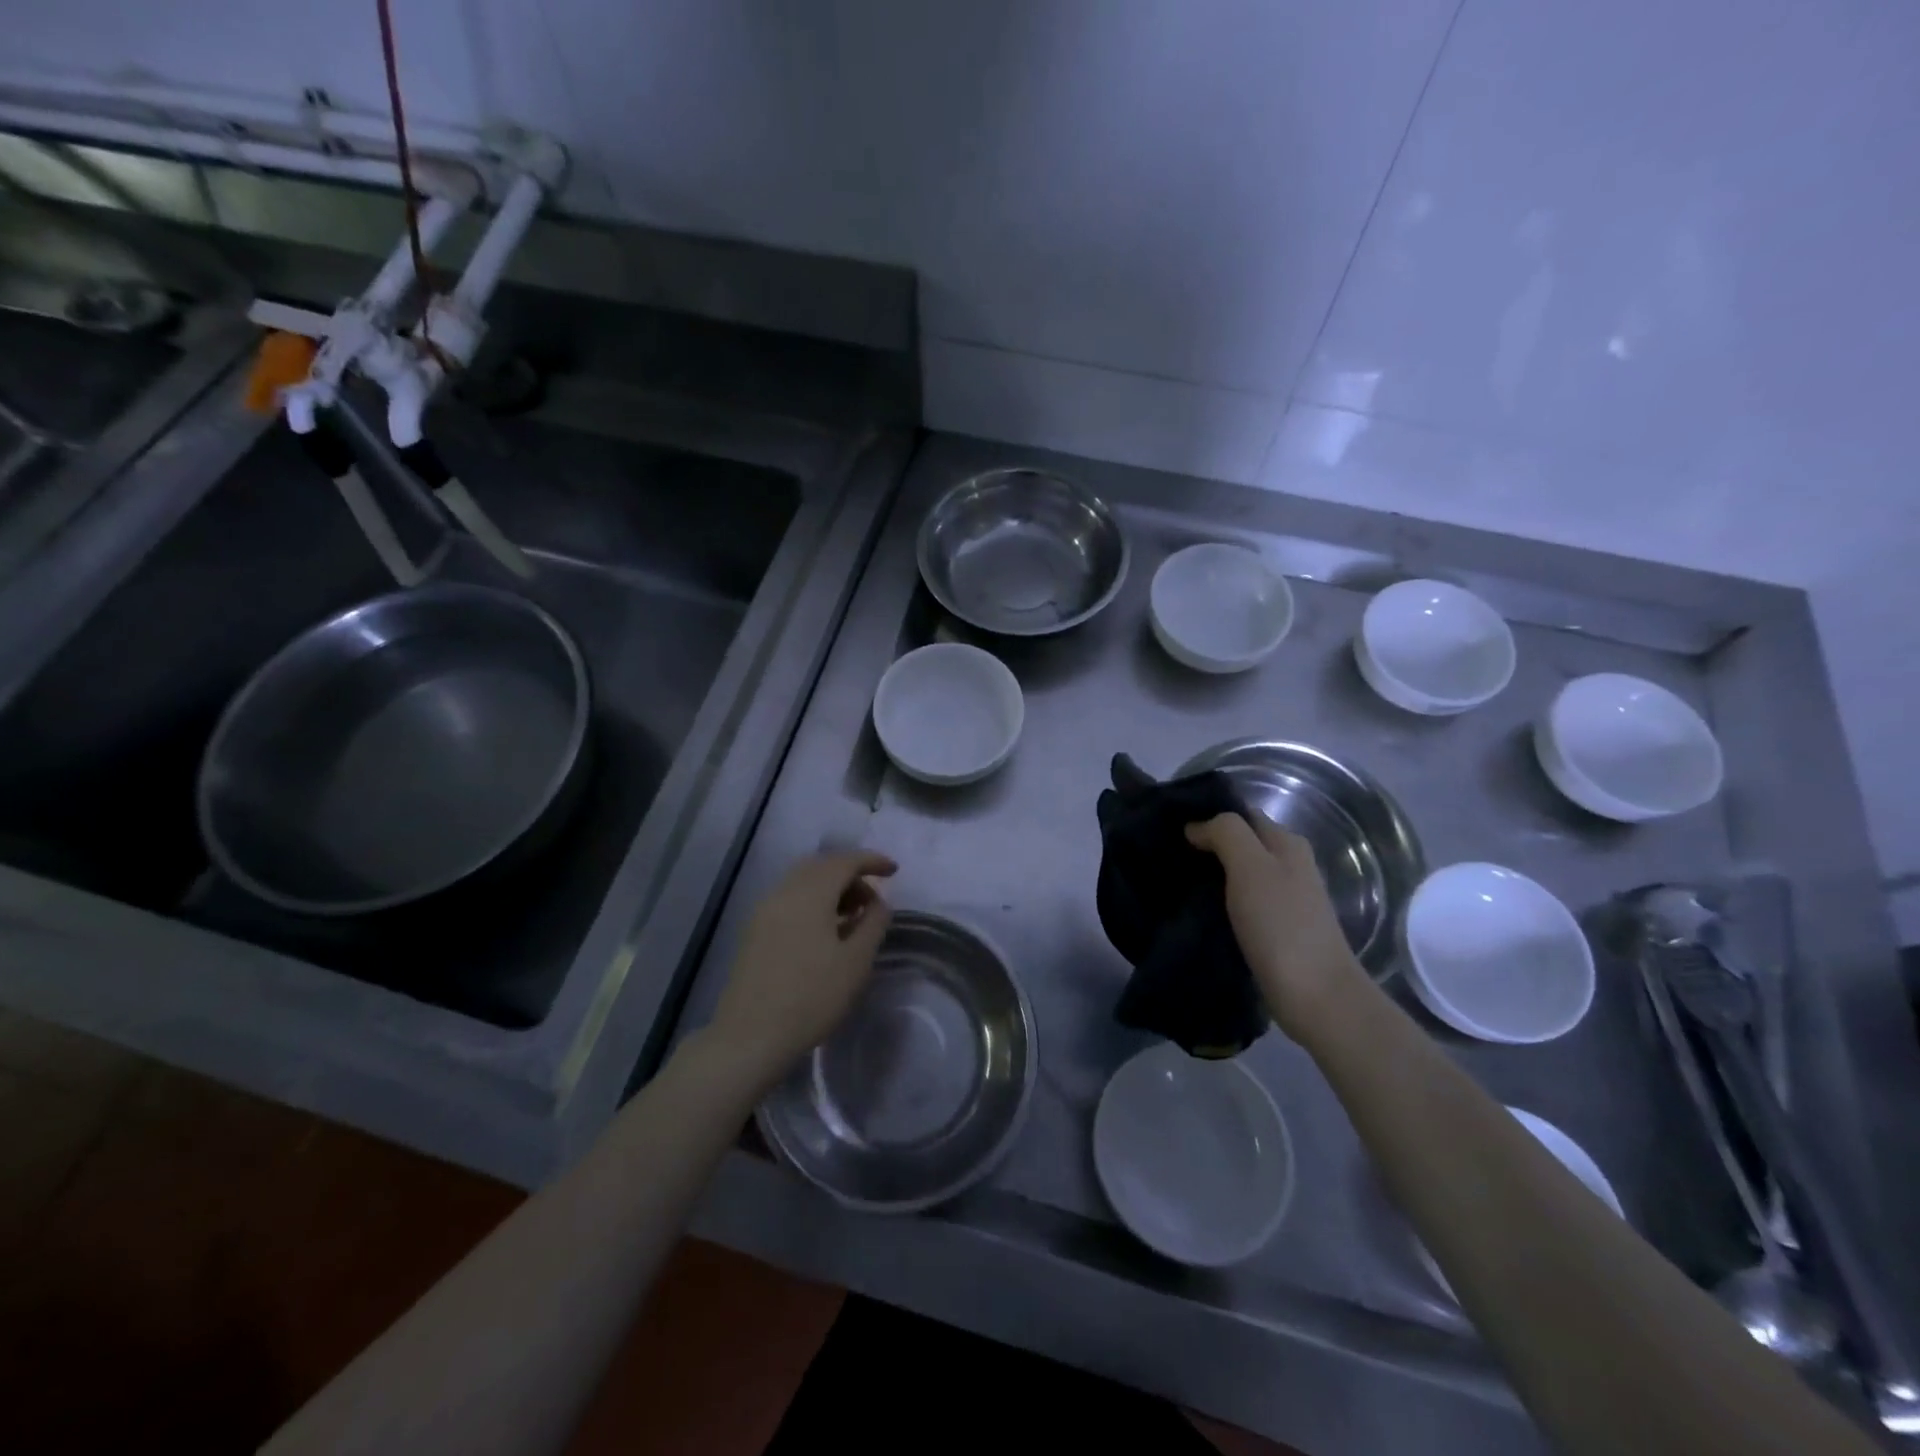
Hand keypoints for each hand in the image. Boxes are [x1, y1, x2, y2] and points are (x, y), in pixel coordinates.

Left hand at [707, 851, 897, 1085]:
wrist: (750, 1037)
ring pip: (803, 882)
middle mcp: (783, 892)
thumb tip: (878, 902)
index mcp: (810, 894)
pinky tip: (826, 932)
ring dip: (831, 889)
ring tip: (853, 918)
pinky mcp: (755, 931)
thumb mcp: (856, 961)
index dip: (872, 861)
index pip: (844, 861)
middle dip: (851, 874)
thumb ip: (873, 923)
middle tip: (872, 901)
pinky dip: (813, 902)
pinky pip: (790, 900)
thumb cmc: (812, 997)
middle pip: (821, 866)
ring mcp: (764, 911)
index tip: (894, 871)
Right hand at [1185, 813, 1362, 1038]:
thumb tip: (1196, 827)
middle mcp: (1289, 864)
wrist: (1315, 994)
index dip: (1207, 815)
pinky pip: (1240, 901)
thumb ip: (1226, 833)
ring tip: (1174, 881)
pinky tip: (1196, 909)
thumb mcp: (1250, 865)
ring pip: (1239, 873)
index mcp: (1286, 842)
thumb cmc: (1281, 924)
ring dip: (1210, 874)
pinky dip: (1219, 901)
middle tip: (1166, 854)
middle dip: (1206, 845)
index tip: (1169, 827)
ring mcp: (1285, 898)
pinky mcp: (1276, 928)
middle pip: (1241, 842)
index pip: (1241, 814)